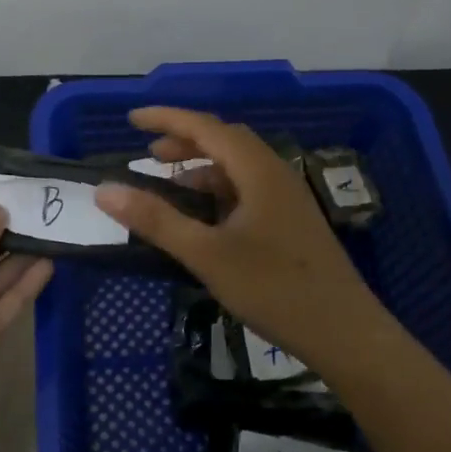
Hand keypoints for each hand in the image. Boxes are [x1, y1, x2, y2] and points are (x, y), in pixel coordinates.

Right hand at [93, 107, 379, 371]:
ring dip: (201, 168)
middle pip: (224, 141)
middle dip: (184, 141)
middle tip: (148, 155)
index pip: (205, 127)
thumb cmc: (274, 289)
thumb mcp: (207, 255)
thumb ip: (156, 220)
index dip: (167, 119)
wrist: (345, 333)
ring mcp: (286, 198)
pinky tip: (203, 218)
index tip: (131, 119)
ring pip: (237, 167)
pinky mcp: (290, 221)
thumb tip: (105, 190)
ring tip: (169, 186)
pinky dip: (217, 191)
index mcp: (258, 171)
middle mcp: (275, 174)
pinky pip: (247, 189)